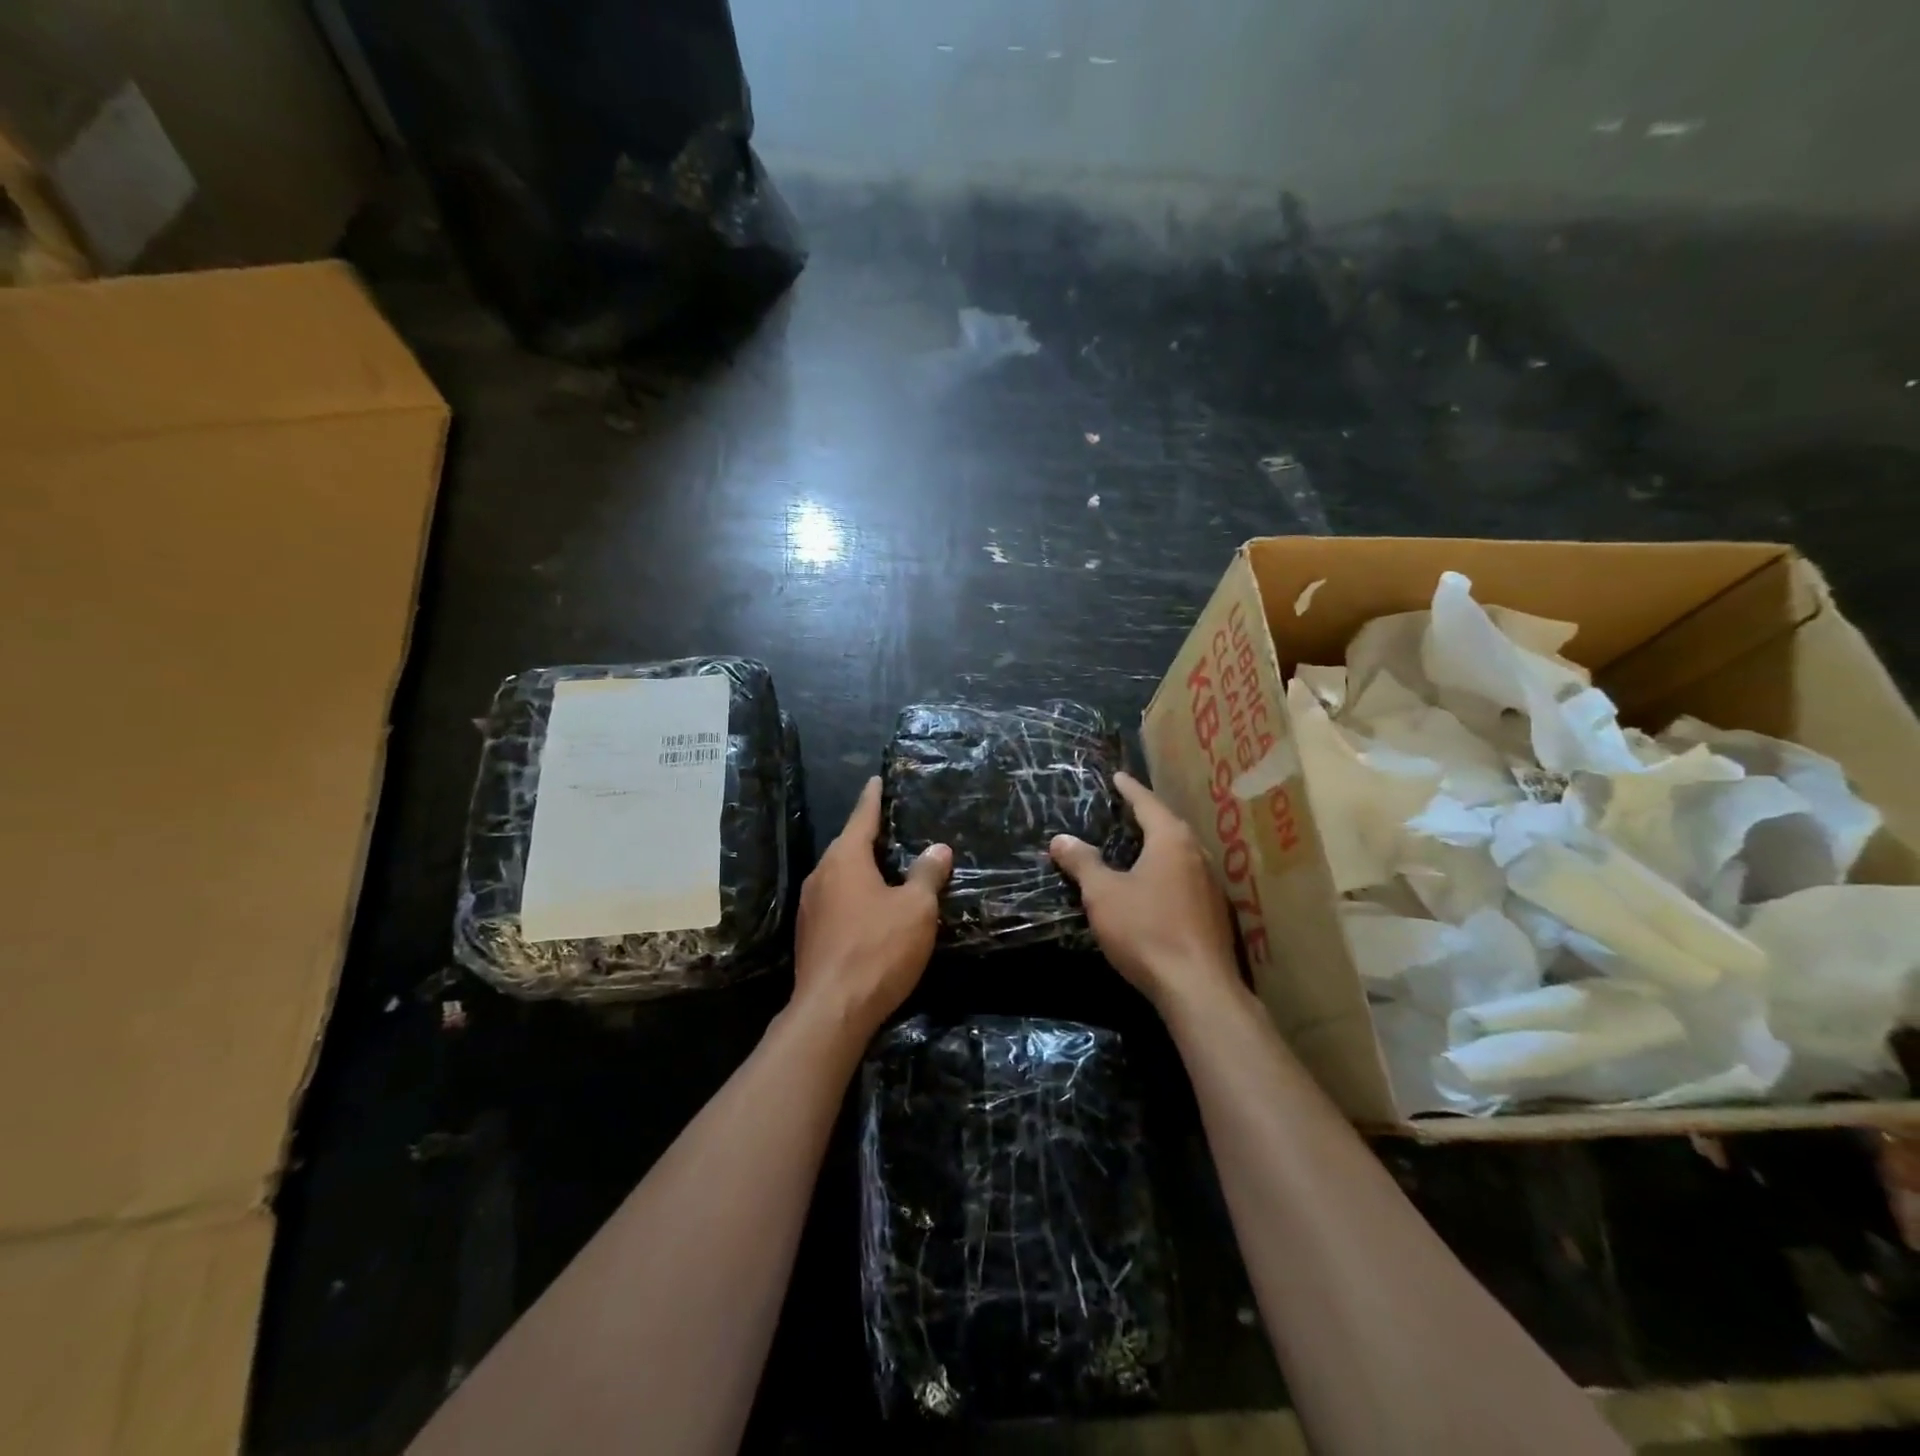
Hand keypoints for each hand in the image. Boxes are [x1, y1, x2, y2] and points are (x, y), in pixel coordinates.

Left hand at [792, 777, 950, 1039]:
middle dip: (868, 836)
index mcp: (845, 860)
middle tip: (891, 826)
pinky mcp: (810, 935)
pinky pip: (835, 901)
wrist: (832, 1011)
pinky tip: (870, 908)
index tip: (876, 780)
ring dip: (861, 869)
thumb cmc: (878, 949)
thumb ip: (927, 875)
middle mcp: (821, 876)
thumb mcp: (916, 910)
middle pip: (847, 847)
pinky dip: (854, 895)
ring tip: (885, 866)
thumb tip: (938, 849)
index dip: (873, 798)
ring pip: (840, 876)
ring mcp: (810, 907)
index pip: (862, 817)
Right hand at [1050, 772, 1239, 1013]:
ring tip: (1138, 843)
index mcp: (1171, 841)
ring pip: (1180, 853)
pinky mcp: (1214, 913)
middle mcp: (1196, 855)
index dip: (1129, 790)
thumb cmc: (1146, 929)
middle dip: (1147, 815)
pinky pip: (1186, 878)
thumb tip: (1061, 839)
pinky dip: (1167, 871)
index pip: (1147, 804)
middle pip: (1169, 826)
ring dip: (1159, 845)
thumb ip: (1083, 863)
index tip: (1118, 776)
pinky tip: (1156, 885)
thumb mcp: (1103, 894)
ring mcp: (1210, 885)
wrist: (1197, 987)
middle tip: (1126, 808)